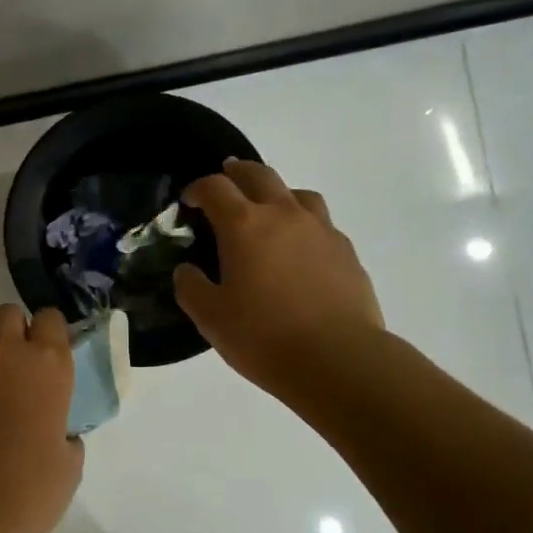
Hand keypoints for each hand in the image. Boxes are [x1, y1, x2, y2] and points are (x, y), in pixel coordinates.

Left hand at [0, 304, 83, 532]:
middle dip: (14, 332)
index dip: (50, 334)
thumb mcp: (68, 465)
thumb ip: (64, 434)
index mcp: (46, 365)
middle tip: (18, 368)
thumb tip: (57, 433)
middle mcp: (2, 354)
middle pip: (7, 314)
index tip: (51, 357)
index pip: (50, 318)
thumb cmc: (27, 493)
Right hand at [175, 159, 385, 401]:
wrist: (338, 359)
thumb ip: (191, 287)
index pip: (216, 188)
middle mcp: (283, 215)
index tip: (189, 201)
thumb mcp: (210, 318)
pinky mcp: (345, 251)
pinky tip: (300, 249)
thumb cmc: (264, 336)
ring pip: (297, 193)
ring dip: (276, 193)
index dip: (198, 188)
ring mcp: (320, 230)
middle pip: (259, 175)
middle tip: (226, 181)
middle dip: (237, 173)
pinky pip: (320, 223)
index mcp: (244, 225)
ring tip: (268, 211)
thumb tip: (187, 270)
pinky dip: (303, 224)